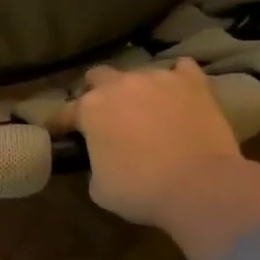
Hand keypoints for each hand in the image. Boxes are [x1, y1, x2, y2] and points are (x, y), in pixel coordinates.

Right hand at [65, 59, 259, 259]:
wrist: (200, 186)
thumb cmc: (141, 190)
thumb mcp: (99, 187)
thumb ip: (94, 163)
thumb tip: (101, 157)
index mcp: (90, 109)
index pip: (64, 113)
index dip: (60, 125)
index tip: (59, 134)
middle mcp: (120, 85)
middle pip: (98, 76)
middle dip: (97, 92)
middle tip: (106, 115)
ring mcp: (158, 79)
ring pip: (139, 74)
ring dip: (137, 89)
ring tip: (146, 108)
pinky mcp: (193, 83)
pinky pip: (182, 70)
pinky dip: (177, 80)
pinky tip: (179, 93)